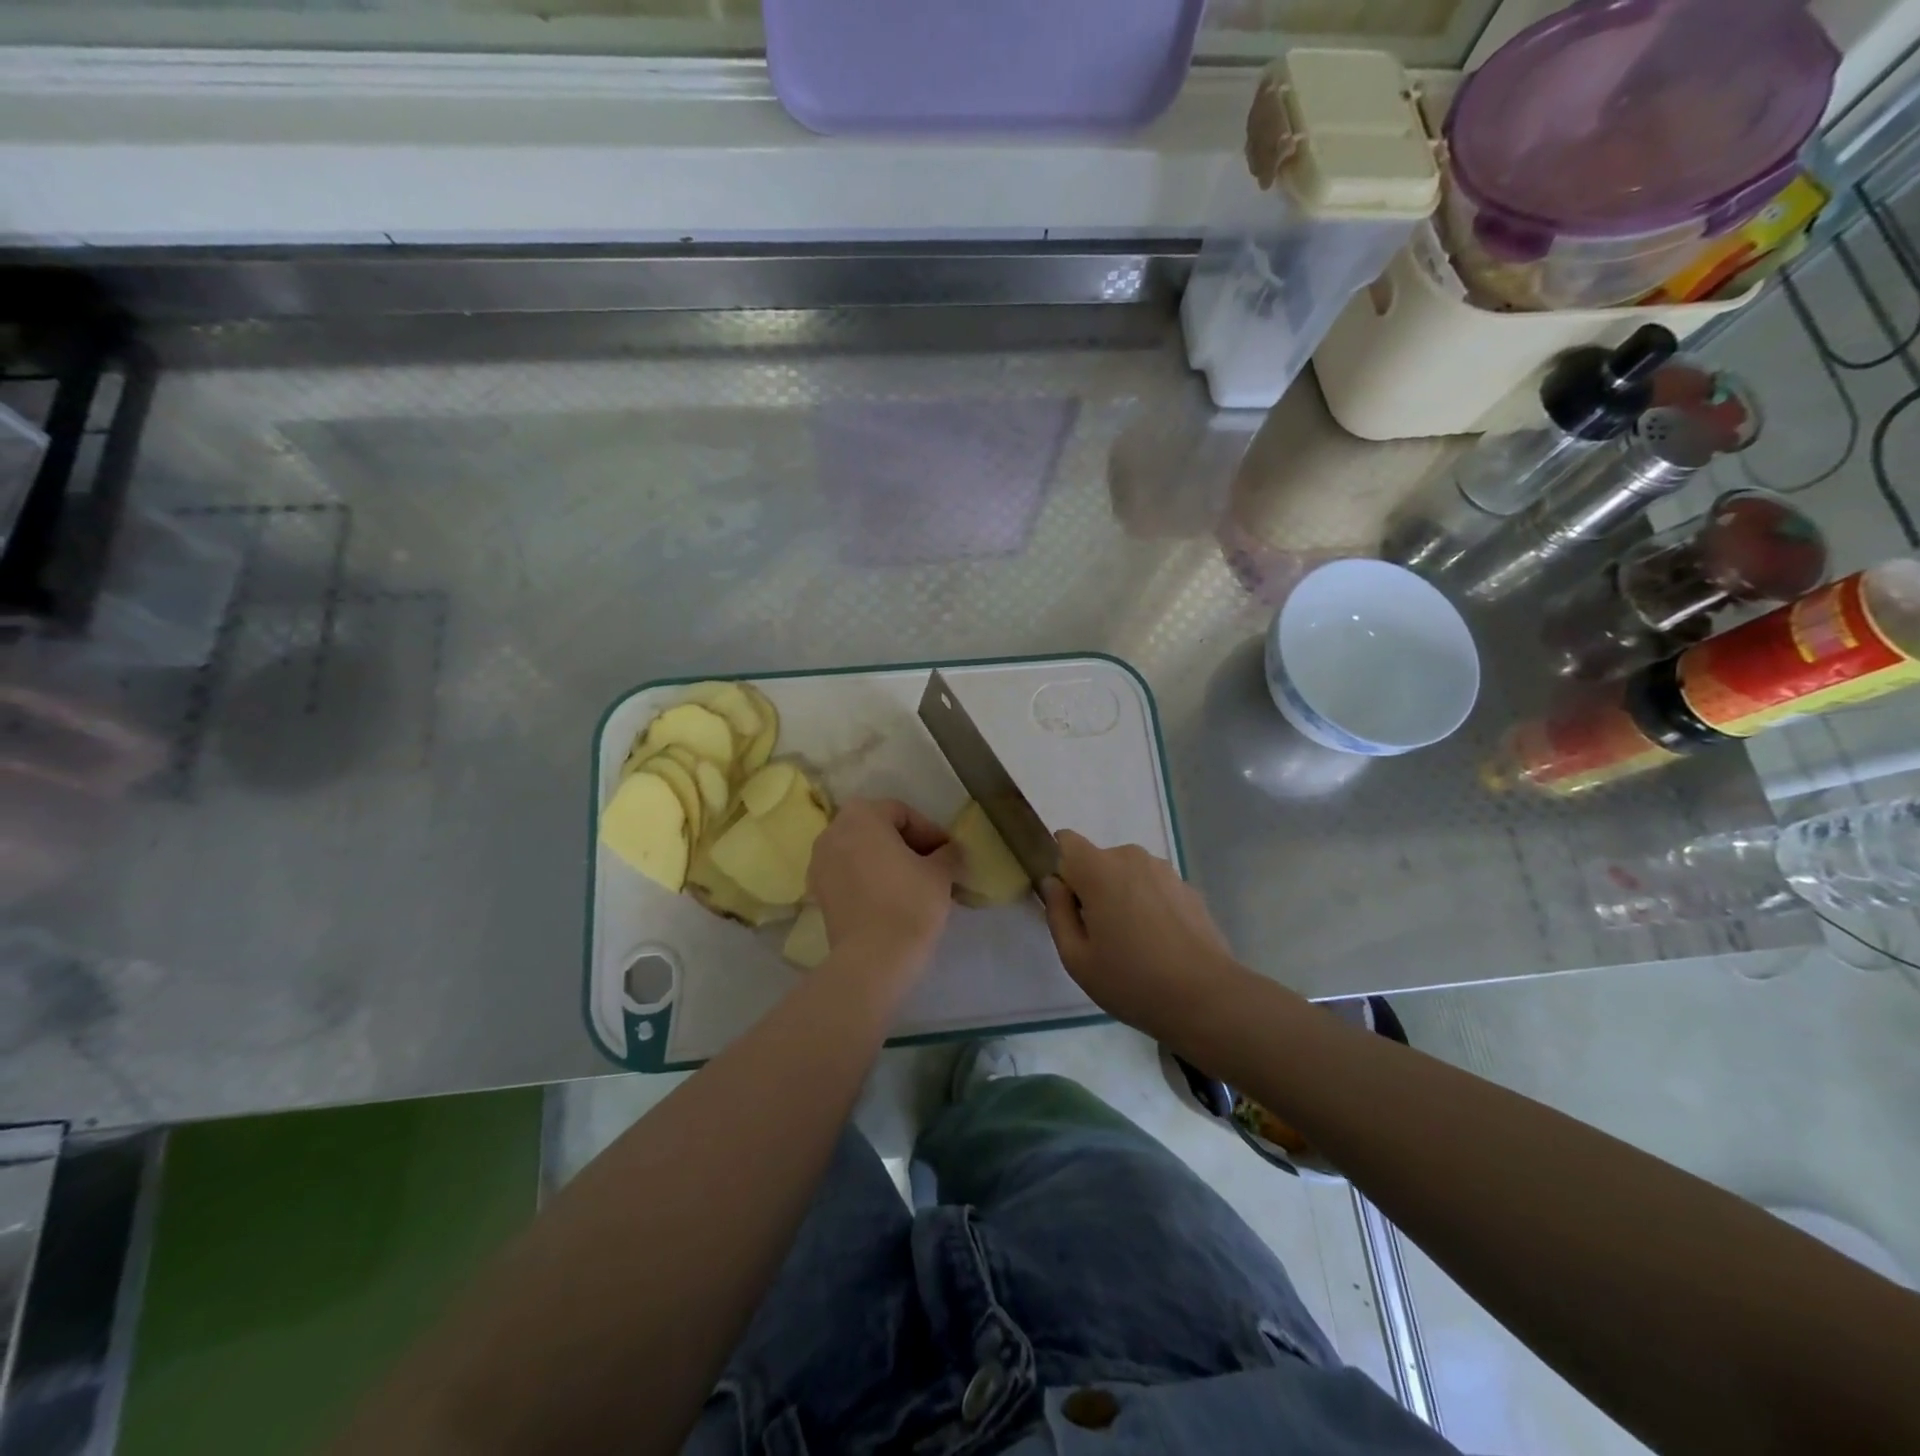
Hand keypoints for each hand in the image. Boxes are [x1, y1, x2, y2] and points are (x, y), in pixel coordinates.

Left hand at [807, 798, 961, 966]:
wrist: (873, 959)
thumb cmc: (910, 903)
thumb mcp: (940, 873)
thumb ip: (947, 853)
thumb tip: (949, 851)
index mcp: (862, 815)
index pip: (903, 813)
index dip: (930, 832)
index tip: (948, 854)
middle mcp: (833, 831)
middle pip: (878, 829)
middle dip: (907, 845)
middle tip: (934, 867)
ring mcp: (820, 862)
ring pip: (862, 852)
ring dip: (888, 862)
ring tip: (914, 884)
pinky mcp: (818, 892)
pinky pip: (848, 874)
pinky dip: (869, 879)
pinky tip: (892, 899)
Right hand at [1041, 831, 1243, 1040]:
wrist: (1206, 998)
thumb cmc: (1131, 980)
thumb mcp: (1076, 958)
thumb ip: (1057, 913)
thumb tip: (1054, 884)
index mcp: (1099, 869)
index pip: (1065, 841)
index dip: (1060, 867)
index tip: (1067, 903)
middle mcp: (1132, 858)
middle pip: (1098, 861)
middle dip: (1092, 888)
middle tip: (1098, 935)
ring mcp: (1165, 871)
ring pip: (1127, 875)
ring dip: (1122, 896)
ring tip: (1133, 943)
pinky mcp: (1187, 888)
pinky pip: (1153, 887)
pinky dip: (1149, 906)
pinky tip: (1159, 945)